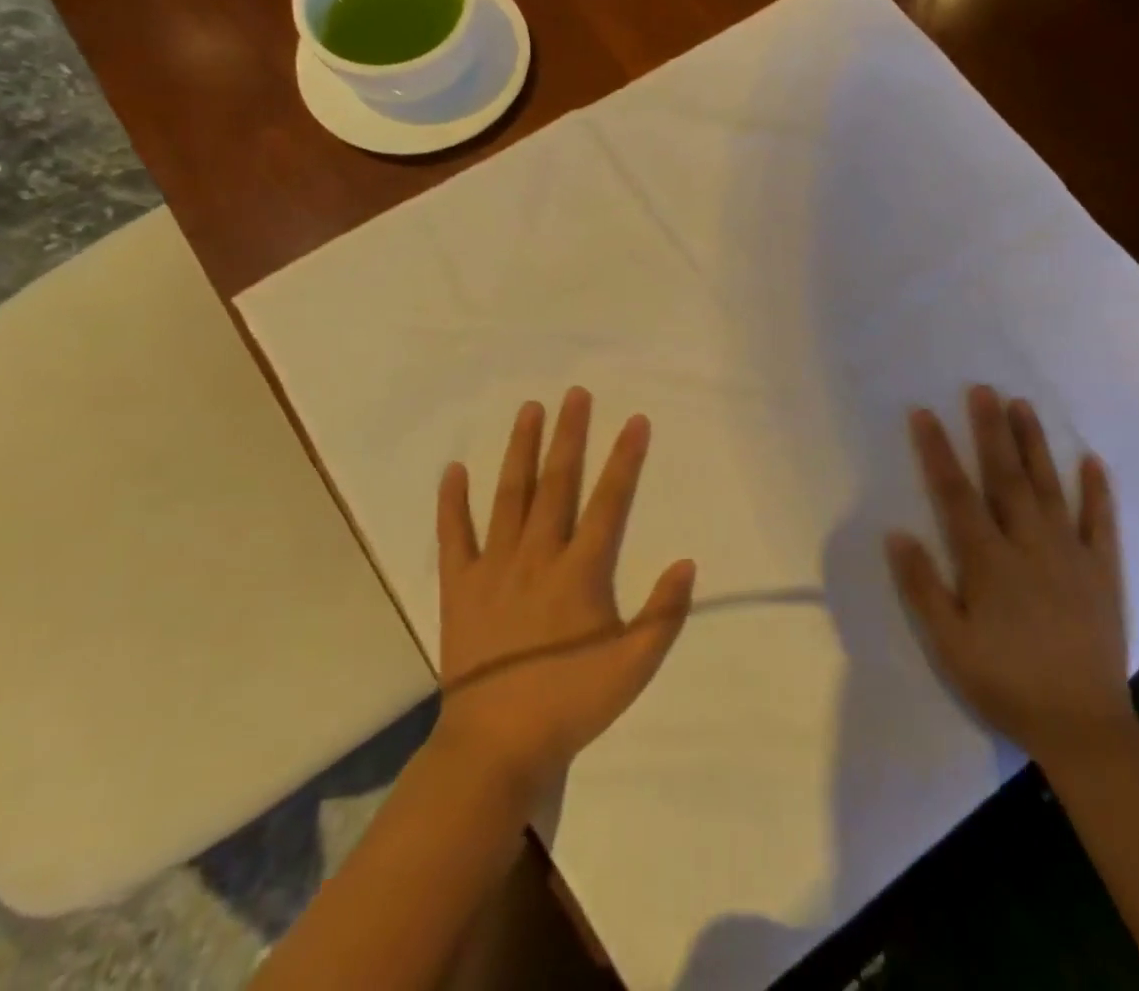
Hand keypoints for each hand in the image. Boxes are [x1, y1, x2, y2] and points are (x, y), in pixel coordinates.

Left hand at [432, 387, 695, 800]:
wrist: (494, 746)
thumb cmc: (569, 703)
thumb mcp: (633, 668)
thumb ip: (663, 615)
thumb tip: (686, 562)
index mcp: (580, 571)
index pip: (609, 501)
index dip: (625, 459)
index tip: (635, 420)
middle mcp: (537, 555)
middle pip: (557, 483)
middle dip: (570, 435)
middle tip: (575, 394)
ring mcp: (494, 567)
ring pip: (509, 495)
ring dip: (520, 450)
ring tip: (528, 410)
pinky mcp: (460, 586)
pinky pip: (454, 535)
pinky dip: (452, 502)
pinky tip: (453, 470)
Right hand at [887, 385, 1133, 766]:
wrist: (1084, 728)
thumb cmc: (1005, 683)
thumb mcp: (949, 644)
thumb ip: (923, 587)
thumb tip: (897, 533)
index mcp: (988, 561)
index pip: (955, 493)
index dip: (937, 451)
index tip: (924, 413)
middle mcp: (1029, 545)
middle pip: (1005, 476)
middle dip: (990, 430)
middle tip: (983, 389)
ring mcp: (1070, 555)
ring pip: (1049, 487)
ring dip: (1034, 444)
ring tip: (1023, 406)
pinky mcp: (1102, 572)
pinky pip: (1100, 523)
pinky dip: (1097, 491)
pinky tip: (1092, 460)